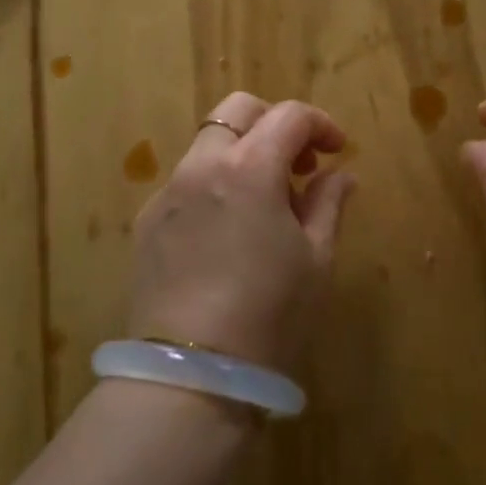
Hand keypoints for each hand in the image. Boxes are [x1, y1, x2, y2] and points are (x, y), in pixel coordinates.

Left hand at [128, 93, 355, 371]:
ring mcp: (168, 192)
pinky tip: (226, 232)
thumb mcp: (315, 259)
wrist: (191, 373)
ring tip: (264, 203)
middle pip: (237, 111)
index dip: (320, 124)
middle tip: (297, 165)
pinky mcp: (147, 221)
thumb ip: (328, 204)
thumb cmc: (269, 313)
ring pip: (208, 144)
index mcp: (249, 168)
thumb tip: (339, 175)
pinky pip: (186, 181)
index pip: (288, 116)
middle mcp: (201, 166)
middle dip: (274, 123)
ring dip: (242, 153)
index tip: (336, 150)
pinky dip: (213, 184)